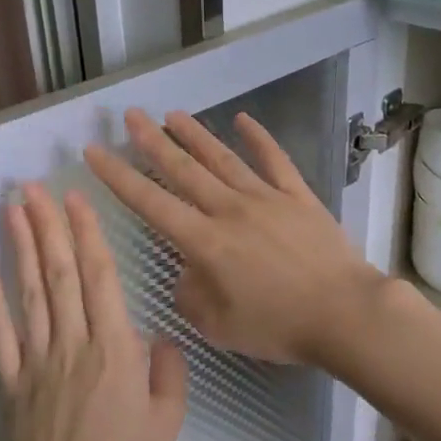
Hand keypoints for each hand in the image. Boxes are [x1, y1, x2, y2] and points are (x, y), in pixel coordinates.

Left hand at [0, 183, 188, 440]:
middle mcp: (74, 343)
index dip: (88, 236)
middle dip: (49, 226)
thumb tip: (159, 337)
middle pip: (59, 274)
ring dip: (22, 247)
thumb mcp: (167, 422)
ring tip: (15, 209)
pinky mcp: (10, 381)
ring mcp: (36, 360)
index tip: (77, 200)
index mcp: (115, 350)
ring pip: (29, 293)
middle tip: (36, 187)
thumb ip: (168, 372)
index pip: (100, 279)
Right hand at [85, 109, 386, 365]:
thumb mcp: (219, 326)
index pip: (152, 204)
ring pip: (223, 159)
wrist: (344, 312)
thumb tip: (187, 272)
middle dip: (153, 142)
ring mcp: (267, 198)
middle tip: (131, 115)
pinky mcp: (299, 197)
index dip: (119, 177)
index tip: (95, 151)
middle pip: (184, 171)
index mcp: (206, 243)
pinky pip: (276, 161)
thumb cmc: (279, 326)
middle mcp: (230, 211)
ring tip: (172, 114)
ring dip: (196, 135)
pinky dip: (259, 138)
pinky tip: (244, 120)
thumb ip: (191, 296)